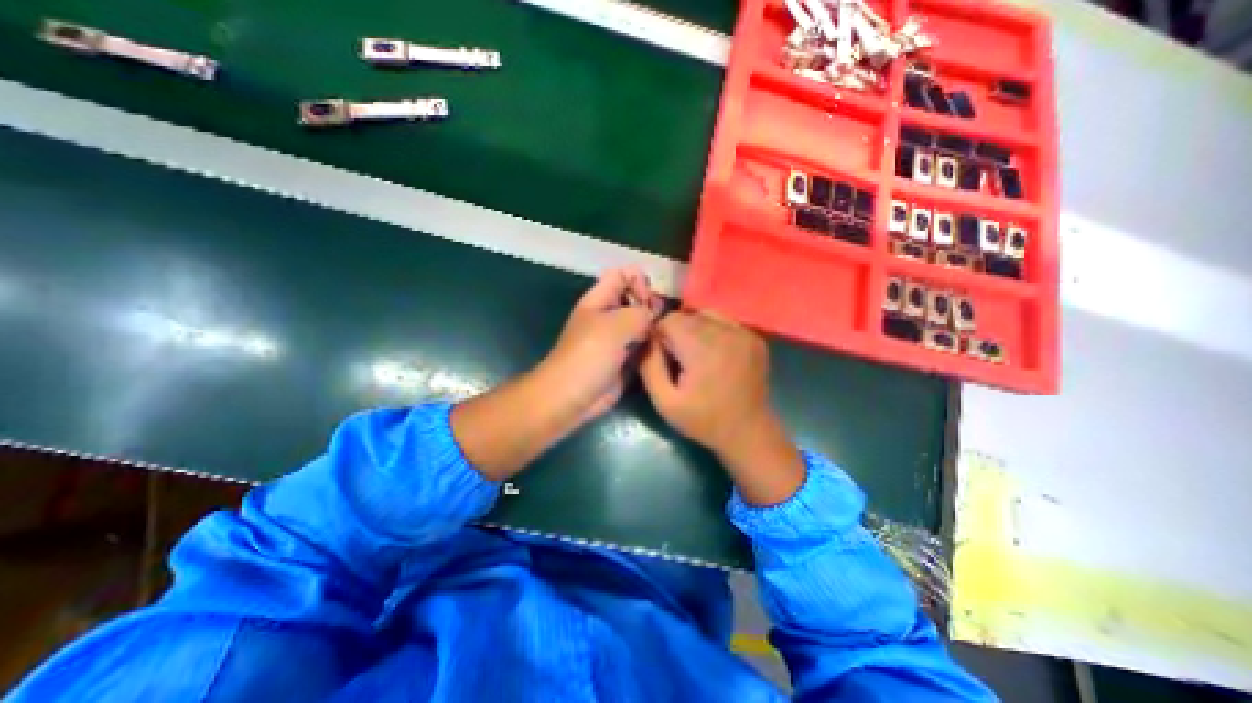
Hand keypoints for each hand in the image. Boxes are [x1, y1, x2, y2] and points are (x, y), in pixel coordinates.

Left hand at [538, 267, 664, 422]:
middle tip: (659, 323)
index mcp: (599, 300)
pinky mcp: (624, 359)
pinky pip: (643, 346)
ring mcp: (617, 339)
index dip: (639, 281)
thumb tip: (655, 314)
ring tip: (664, 339)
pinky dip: (652, 347)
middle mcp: (609, 316)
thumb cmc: (588, 356)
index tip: (648, 301)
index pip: (623, 274)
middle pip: (636, 299)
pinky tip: (661, 353)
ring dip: (655, 329)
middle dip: (652, 306)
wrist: (571, 397)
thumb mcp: (616, 326)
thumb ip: (641, 312)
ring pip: (642, 324)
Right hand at [641, 313, 806, 505]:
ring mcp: (744, 333)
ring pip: (705, 315)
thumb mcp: (665, 401)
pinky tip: (715, 354)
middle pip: (687, 315)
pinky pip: (724, 322)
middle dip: (677, 333)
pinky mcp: (754, 337)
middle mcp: (725, 332)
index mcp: (702, 348)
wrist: (748, 432)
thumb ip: (649, 366)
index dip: (660, 335)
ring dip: (694, 330)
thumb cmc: (703, 420)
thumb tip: (645, 338)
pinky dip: (713, 331)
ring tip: (697, 356)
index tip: (663, 357)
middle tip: (679, 360)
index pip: (669, 320)